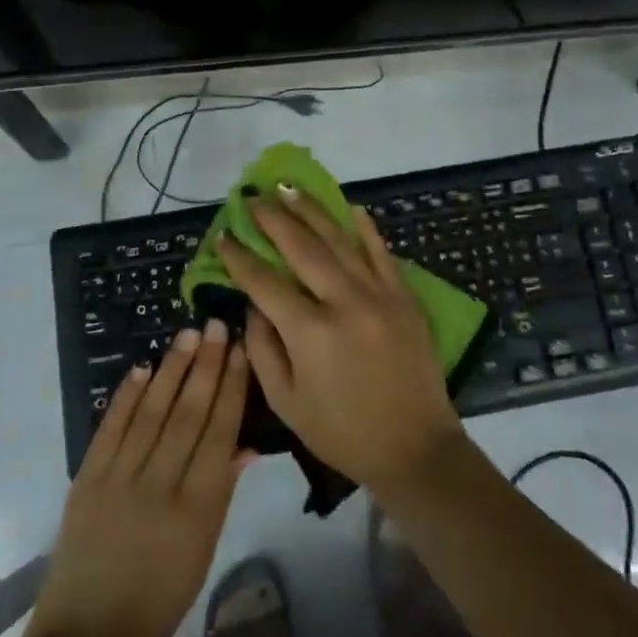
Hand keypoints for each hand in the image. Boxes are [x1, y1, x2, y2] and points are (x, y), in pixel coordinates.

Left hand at [24, 322, 251, 636]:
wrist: (86, 636)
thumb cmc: (158, 599)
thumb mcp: (203, 551)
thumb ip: (222, 492)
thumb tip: (245, 442)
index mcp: (196, 510)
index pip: (219, 435)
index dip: (231, 390)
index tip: (241, 353)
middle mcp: (158, 487)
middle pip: (187, 414)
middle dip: (206, 367)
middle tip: (217, 326)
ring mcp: (117, 481)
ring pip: (151, 413)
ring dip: (171, 370)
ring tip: (188, 335)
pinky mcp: (86, 481)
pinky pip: (110, 429)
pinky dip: (125, 397)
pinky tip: (141, 369)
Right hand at [217, 189, 465, 493]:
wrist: (415, 447)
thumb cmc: (342, 432)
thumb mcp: (286, 402)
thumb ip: (262, 348)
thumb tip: (253, 304)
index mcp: (310, 332)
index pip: (264, 282)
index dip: (239, 257)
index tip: (223, 236)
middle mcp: (344, 302)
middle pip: (301, 247)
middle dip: (273, 219)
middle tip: (253, 197)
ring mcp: (379, 294)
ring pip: (340, 240)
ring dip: (312, 211)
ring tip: (289, 188)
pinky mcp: (404, 297)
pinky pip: (382, 252)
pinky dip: (366, 228)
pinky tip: (351, 207)